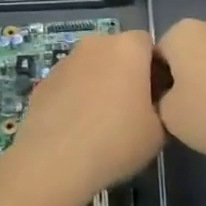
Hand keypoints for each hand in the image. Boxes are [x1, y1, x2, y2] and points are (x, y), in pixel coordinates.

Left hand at [1, 30, 163, 205]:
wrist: (54, 161)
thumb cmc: (116, 141)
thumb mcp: (159, 132)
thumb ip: (162, 107)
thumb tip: (153, 105)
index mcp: (127, 48)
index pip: (148, 44)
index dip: (154, 68)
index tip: (155, 96)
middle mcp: (95, 44)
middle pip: (117, 52)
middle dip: (125, 73)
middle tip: (131, 108)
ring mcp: (65, 61)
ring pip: (91, 67)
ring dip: (98, 84)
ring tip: (101, 121)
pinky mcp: (44, 82)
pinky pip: (69, 84)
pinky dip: (76, 97)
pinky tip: (77, 128)